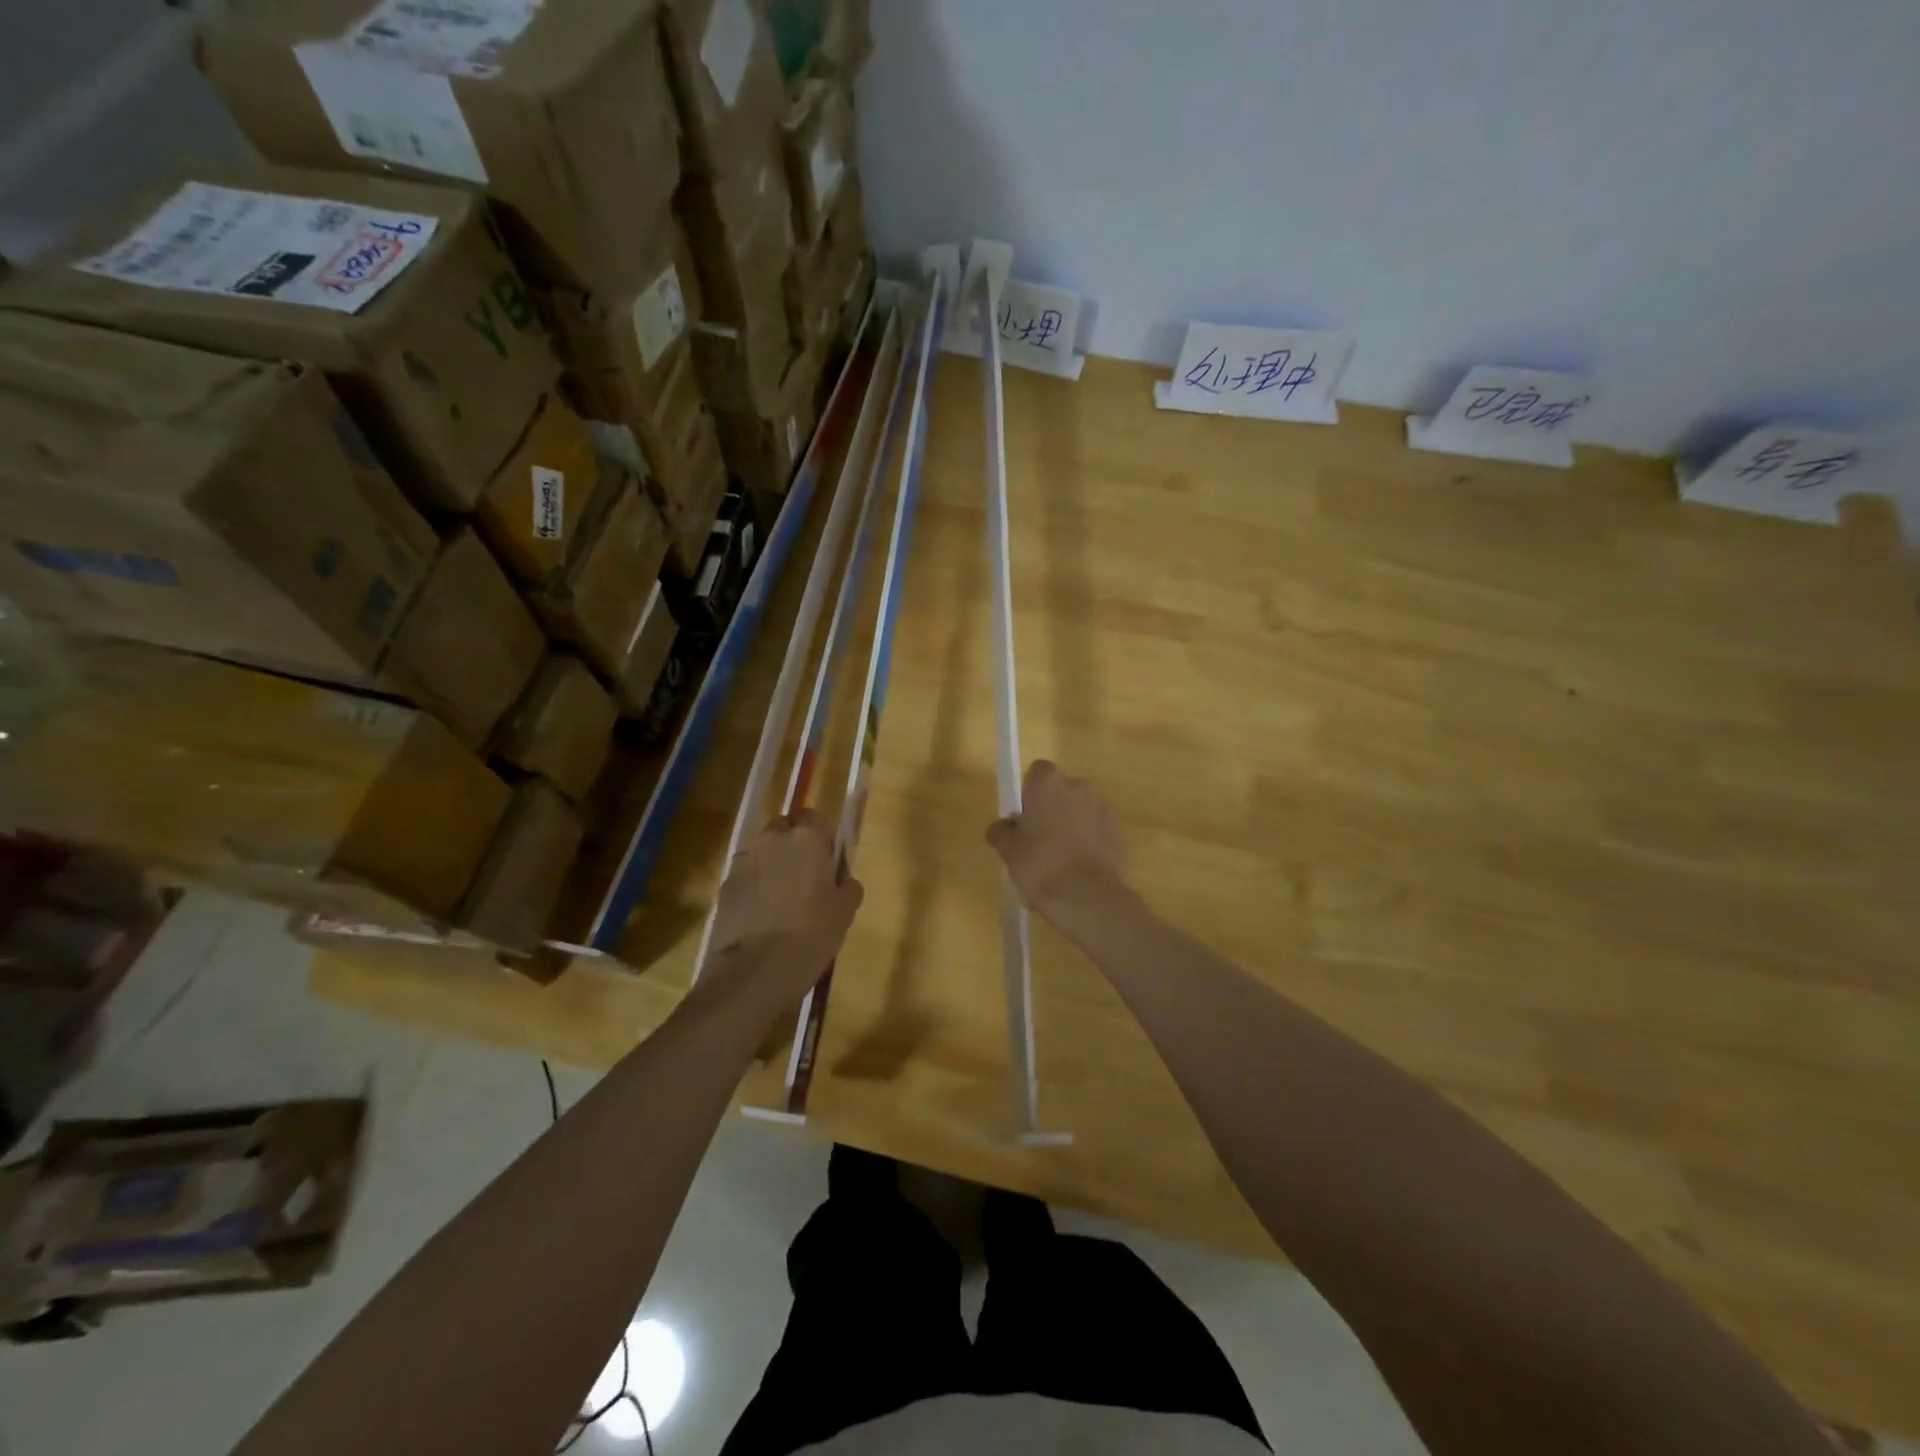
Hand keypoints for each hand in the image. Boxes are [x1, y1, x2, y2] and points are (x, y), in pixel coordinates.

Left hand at [708, 810, 863, 1007]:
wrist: (756, 971)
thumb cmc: (811, 934)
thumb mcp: (845, 912)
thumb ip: (847, 887)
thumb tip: (844, 881)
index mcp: (807, 839)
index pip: (814, 816)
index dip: (821, 836)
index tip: (828, 860)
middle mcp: (772, 840)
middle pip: (783, 828)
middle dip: (793, 844)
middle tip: (806, 877)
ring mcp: (743, 863)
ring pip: (761, 853)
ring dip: (771, 866)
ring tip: (781, 900)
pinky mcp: (724, 887)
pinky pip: (745, 878)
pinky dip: (753, 889)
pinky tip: (761, 918)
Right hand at [986, 761, 1128, 918]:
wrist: (1088, 898)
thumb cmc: (1041, 866)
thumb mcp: (1008, 851)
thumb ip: (1002, 832)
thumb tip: (1002, 827)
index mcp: (1048, 783)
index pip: (1037, 773)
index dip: (1029, 793)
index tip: (1024, 818)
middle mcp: (1079, 787)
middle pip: (1061, 791)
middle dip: (1051, 809)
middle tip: (1038, 841)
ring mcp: (1103, 808)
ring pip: (1080, 811)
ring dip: (1071, 826)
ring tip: (1059, 861)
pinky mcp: (1119, 832)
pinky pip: (1097, 830)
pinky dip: (1088, 842)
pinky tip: (1078, 869)